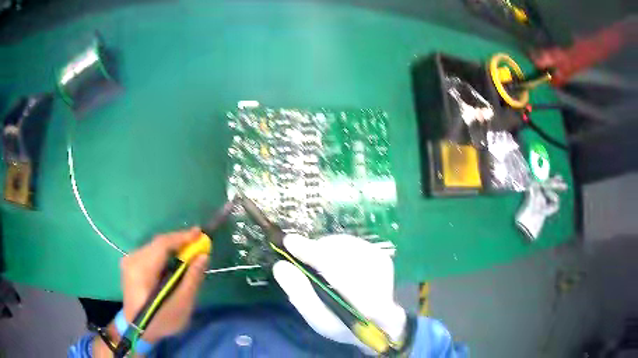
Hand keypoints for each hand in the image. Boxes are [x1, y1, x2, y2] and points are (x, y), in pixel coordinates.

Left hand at [120, 227, 208, 342]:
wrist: (138, 329)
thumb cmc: (161, 321)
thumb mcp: (181, 305)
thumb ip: (192, 279)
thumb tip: (203, 256)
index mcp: (141, 270)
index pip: (162, 245)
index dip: (181, 237)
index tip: (200, 233)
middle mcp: (132, 260)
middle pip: (158, 244)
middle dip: (179, 242)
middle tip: (198, 243)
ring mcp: (129, 261)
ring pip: (154, 247)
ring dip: (172, 248)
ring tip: (189, 251)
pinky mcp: (130, 264)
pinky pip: (150, 252)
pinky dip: (164, 254)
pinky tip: (174, 259)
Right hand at [273, 234, 405, 354]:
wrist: (375, 323)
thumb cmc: (343, 324)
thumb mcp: (318, 319)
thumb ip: (300, 294)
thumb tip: (281, 266)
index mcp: (367, 305)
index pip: (340, 273)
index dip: (312, 254)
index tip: (289, 242)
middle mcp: (380, 281)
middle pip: (342, 254)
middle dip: (316, 250)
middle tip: (297, 251)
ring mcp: (383, 265)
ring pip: (346, 246)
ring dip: (325, 248)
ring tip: (314, 260)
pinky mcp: (382, 256)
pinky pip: (352, 243)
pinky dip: (335, 247)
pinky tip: (329, 259)